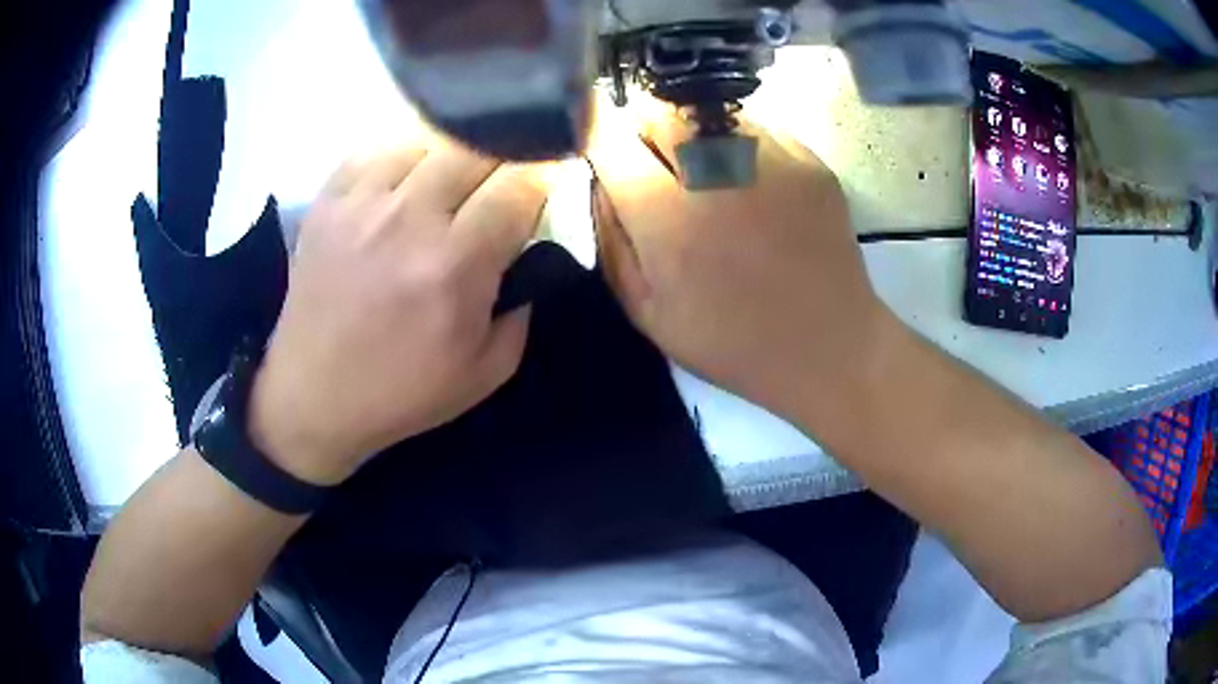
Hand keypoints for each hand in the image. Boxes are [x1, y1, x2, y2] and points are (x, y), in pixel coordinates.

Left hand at [249, 140, 546, 483]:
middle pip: (478, 146)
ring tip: (453, 181)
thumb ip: (525, 308)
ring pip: (429, 137)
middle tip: (504, 180)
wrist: (314, 397)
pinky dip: (404, 156)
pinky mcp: (328, 200)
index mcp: (455, 265)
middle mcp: (408, 219)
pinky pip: (378, 148)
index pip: (520, 184)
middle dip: (506, 156)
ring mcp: (361, 202)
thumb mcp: (488, 371)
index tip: (548, 182)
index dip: (545, 175)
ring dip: (454, 155)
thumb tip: (532, 250)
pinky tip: (406, 181)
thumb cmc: (402, 392)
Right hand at [588, 111, 884, 422]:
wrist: (827, 346)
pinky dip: (739, 144)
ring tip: (711, 180)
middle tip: (661, 171)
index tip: (609, 156)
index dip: (601, 140)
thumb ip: (611, 238)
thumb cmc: (731, 341)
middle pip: (660, 110)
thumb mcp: (646, 311)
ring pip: (708, 113)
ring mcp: (772, 160)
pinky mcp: (809, 160)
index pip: (611, 138)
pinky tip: (752, 186)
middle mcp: (718, 173)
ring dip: (694, 135)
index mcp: (670, 218)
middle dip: (646, 131)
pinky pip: (755, 128)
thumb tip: (602, 179)